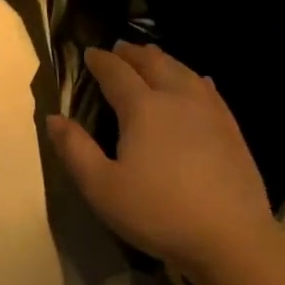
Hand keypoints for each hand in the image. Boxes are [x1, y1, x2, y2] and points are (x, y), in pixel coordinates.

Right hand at [46, 43, 280, 274]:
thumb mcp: (101, 187)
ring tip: (152, 57)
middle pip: (154, 63)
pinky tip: (197, 81)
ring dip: (163, 60)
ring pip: (184, 72)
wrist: (229, 236)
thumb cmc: (157, 212)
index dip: (101, 62)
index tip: (90, 54)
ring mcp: (210, 112)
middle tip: (120, 49)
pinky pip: (209, 90)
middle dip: (133, 53)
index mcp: (143, 108)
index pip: (117, 74)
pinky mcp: (231, 129)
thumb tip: (54, 118)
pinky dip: (194, 78)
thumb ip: (75, 150)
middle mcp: (177, 98)